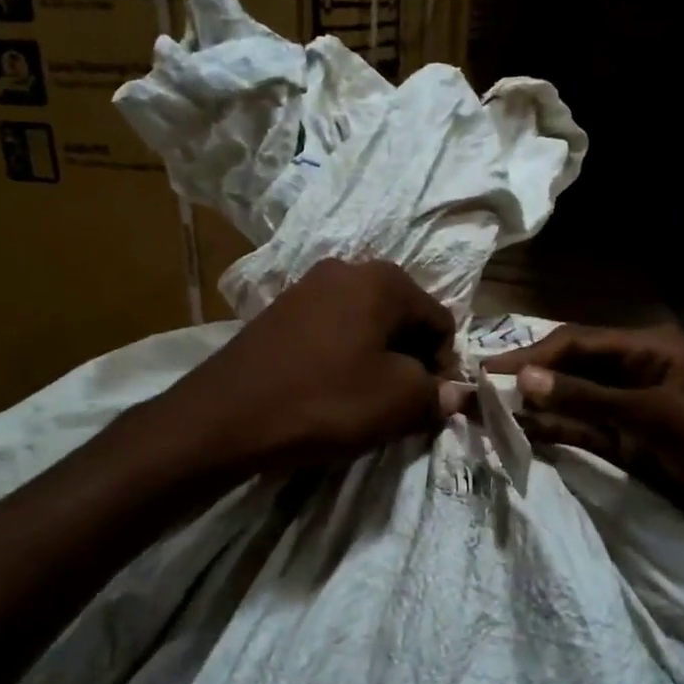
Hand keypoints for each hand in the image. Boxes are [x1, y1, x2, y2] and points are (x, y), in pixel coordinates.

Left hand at [161, 259, 464, 471]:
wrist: (228, 415)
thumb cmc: (326, 401)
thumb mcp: (397, 402)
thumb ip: (436, 394)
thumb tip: (455, 394)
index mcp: (383, 279)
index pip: (440, 321)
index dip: (443, 366)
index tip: (429, 403)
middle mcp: (346, 269)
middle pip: (401, 317)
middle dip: (409, 359)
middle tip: (399, 403)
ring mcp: (307, 286)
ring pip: (365, 324)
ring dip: (376, 359)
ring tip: (363, 399)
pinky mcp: (279, 310)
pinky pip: (331, 330)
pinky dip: (342, 356)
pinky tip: (329, 388)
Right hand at [485, 324, 683, 558]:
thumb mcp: (657, 417)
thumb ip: (589, 399)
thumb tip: (524, 381)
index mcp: (646, 350)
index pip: (573, 344)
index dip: (529, 358)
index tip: (485, 374)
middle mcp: (634, 374)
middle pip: (569, 372)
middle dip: (526, 383)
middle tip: (475, 397)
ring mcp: (633, 413)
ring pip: (573, 405)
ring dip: (536, 411)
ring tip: (487, 417)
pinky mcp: (634, 447)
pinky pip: (587, 435)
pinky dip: (558, 436)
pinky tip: (524, 438)